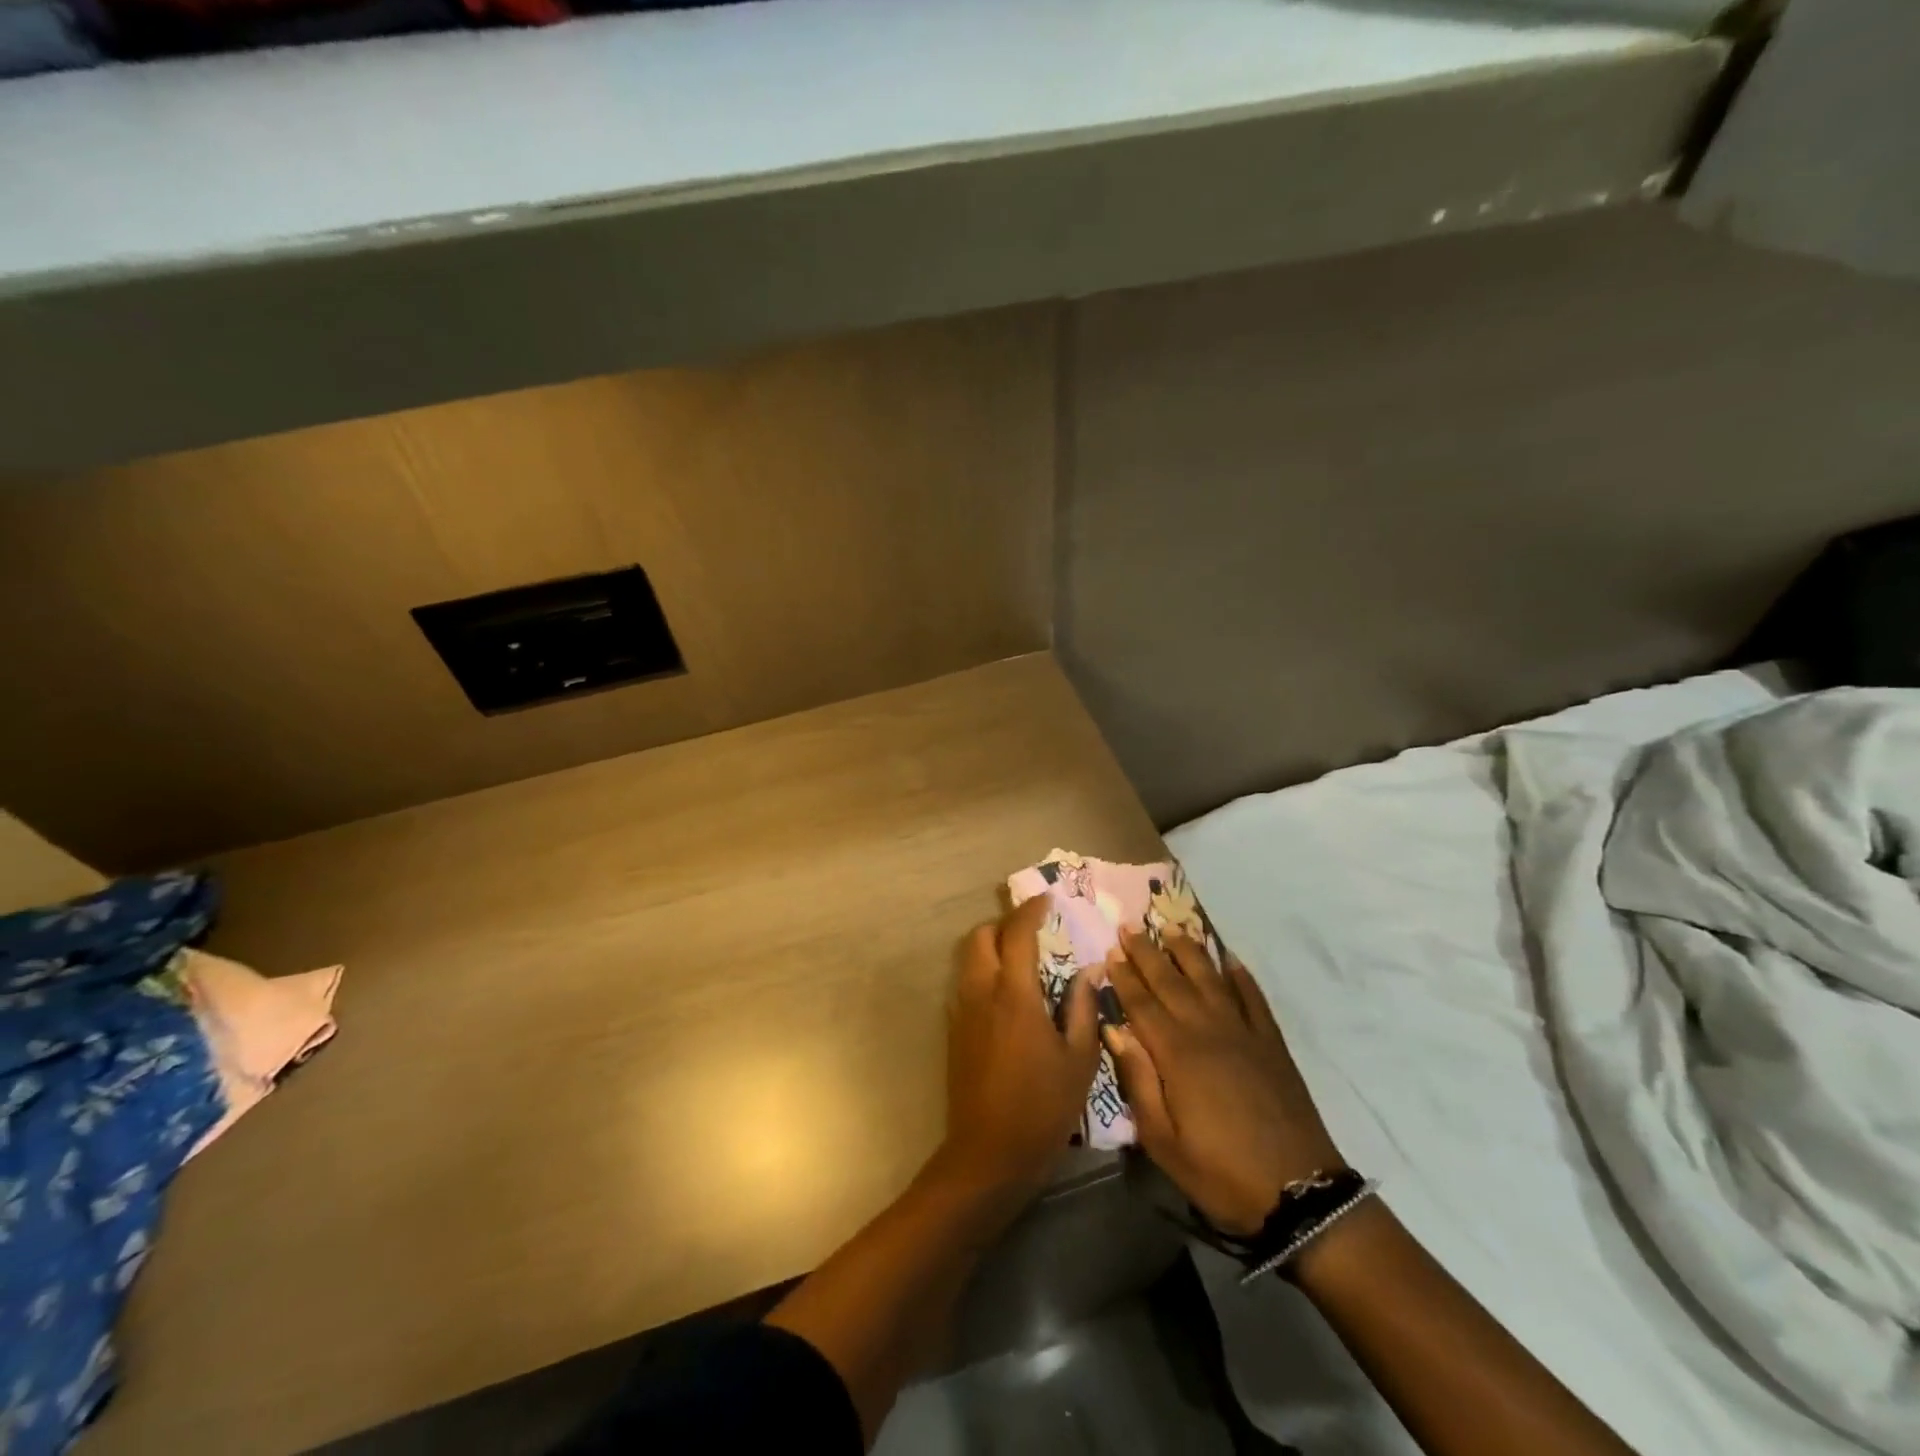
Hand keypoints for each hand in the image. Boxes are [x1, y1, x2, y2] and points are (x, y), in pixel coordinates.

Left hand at [940, 896, 1101, 1194]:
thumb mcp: (1078, 1060)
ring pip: (968, 957)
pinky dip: (982, 970)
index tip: (1046, 899)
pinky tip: (1007, 993)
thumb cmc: (1042, 1107)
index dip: (1031, 910)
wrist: (988, 1154)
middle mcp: (982, 992)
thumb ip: (1084, 1008)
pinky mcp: (953, 1029)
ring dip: (991, 945)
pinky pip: (965, 982)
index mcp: (1015, 994)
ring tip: (1021, 958)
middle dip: (1005, 924)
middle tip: (1033, 930)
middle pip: (981, 936)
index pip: (1017, 934)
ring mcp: (962, 1010)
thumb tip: (1091, 970)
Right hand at [1105, 929, 1344, 1235]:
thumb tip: (1115, 1030)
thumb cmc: (1221, 1173)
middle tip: (1130, 926)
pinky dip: (1240, 975)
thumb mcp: (1164, 1141)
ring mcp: (1244, 1033)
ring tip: (1172, 928)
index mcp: (1177, 1055)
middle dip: (1148, 952)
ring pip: (1210, 979)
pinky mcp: (1272, 1044)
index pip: (1143, 1003)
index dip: (1125, 976)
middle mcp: (1208, 1031)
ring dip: (1189, 952)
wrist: (1301, 1193)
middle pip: (1171, 982)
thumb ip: (1138, 1081)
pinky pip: (1253, 998)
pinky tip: (1229, 958)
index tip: (1111, 950)